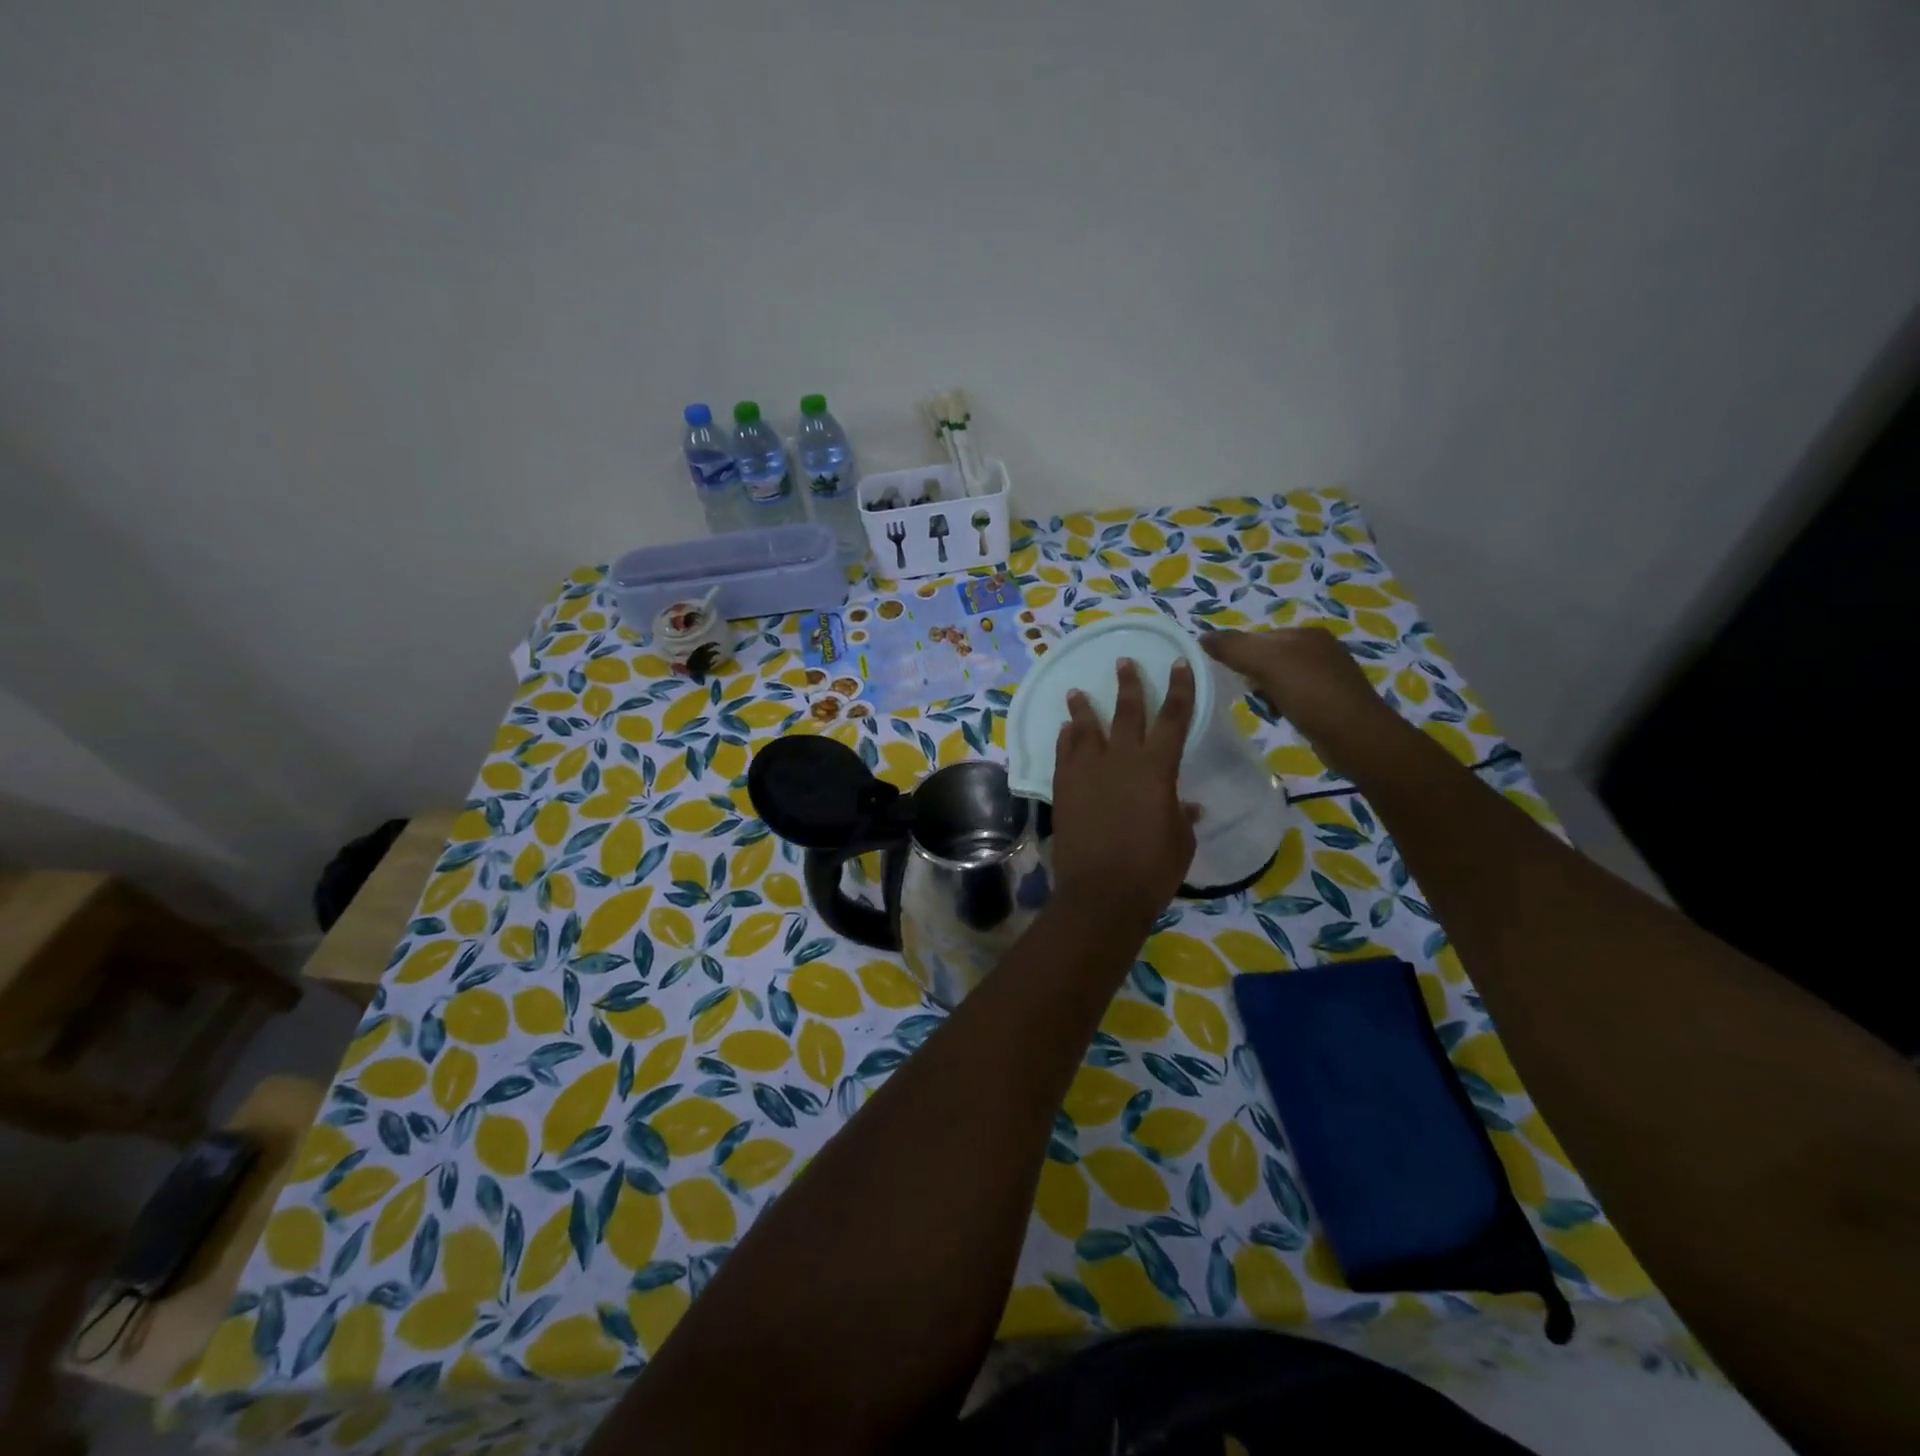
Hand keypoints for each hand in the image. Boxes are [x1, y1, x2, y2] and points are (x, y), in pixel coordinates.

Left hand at [1049, 658, 1197, 925]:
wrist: (1101, 892)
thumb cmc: (1152, 869)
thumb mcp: (1180, 841)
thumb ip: (1181, 816)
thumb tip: (1188, 806)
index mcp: (1157, 768)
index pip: (1173, 717)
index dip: (1179, 689)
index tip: (1180, 663)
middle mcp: (1121, 759)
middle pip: (1126, 712)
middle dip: (1128, 684)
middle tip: (1124, 662)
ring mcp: (1087, 771)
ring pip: (1086, 728)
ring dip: (1083, 707)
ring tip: (1076, 691)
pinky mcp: (1063, 787)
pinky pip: (1064, 753)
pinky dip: (1066, 738)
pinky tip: (1065, 730)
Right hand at [1202, 627, 1402, 769]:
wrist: (1356, 737)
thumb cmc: (1311, 694)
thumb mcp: (1267, 663)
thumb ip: (1233, 647)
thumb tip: (1203, 637)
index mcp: (1306, 633)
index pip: (1258, 636)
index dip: (1239, 654)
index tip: (1230, 675)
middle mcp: (1320, 648)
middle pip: (1268, 656)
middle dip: (1253, 675)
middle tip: (1249, 693)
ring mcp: (1328, 675)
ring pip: (1280, 677)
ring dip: (1266, 692)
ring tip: (1265, 707)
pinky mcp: (1331, 700)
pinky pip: (1294, 695)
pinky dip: (1282, 704)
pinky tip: (1282, 716)